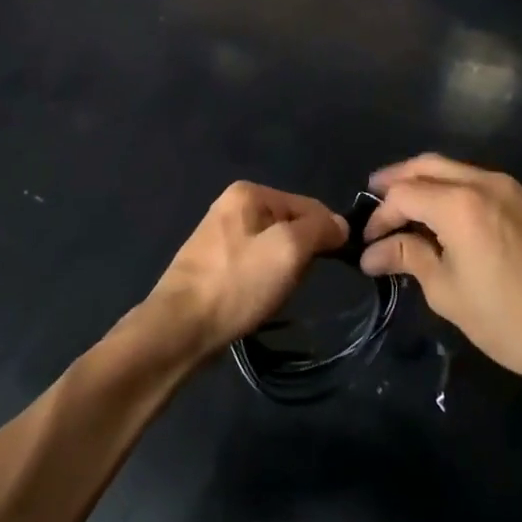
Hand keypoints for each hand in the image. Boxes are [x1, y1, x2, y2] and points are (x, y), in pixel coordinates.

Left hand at [146, 183, 347, 359]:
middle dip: (302, 254)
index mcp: (249, 193)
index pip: (308, 205)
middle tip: (295, 281)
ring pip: (275, 248)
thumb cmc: (237, 283)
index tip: (337, 262)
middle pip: (290, 225)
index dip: (327, 232)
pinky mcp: (215, 265)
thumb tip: (340, 225)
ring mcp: (220, 236)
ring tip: (275, 294)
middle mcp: (232, 206)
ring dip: (284, 271)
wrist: (180, 328)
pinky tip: (259, 300)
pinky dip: (264, 282)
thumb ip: (319, 229)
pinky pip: (255, 266)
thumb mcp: (289, 249)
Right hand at [361, 155, 521, 397]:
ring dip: (432, 182)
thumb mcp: (447, 292)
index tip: (368, 241)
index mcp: (460, 204)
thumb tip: (372, 252)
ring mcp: (518, 190)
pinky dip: (464, 193)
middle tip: (375, 193)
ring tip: (412, 205)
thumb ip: (409, 258)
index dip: (380, 215)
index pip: (405, 194)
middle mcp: (488, 183)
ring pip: (462, 170)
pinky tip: (458, 219)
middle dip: (399, 178)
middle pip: (430, 164)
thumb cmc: (508, 321)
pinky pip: (491, 186)